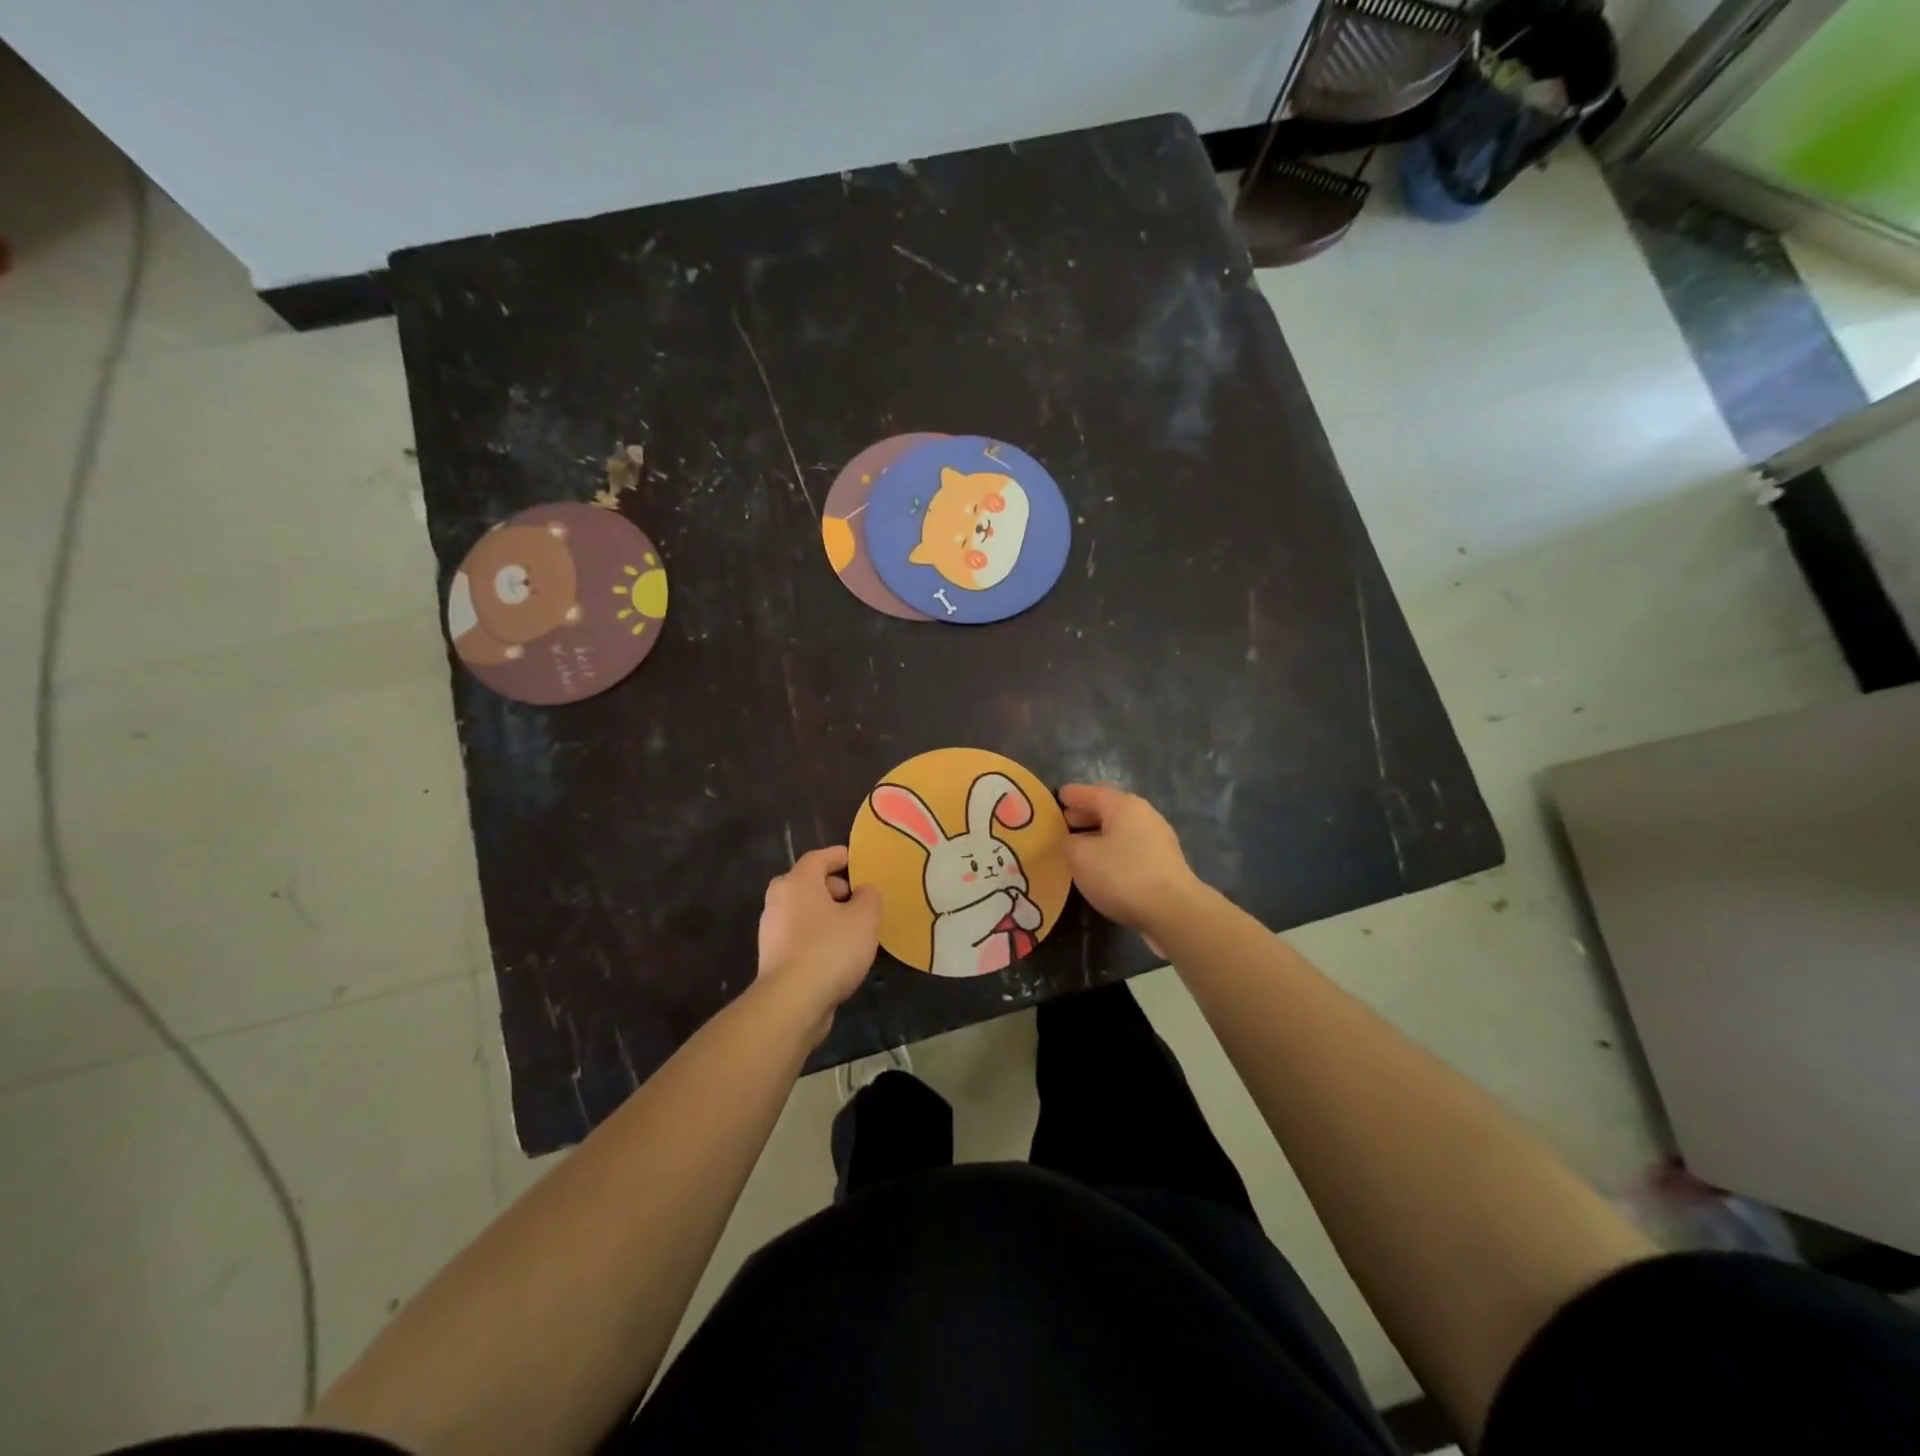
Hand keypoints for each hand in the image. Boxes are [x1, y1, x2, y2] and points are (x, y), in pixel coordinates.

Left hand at [755, 846, 880, 1035]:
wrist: (791, 1003)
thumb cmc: (829, 949)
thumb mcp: (864, 918)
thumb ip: (869, 897)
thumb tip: (863, 891)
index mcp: (797, 882)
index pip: (818, 857)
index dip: (840, 856)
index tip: (858, 861)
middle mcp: (778, 900)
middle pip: (808, 884)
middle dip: (834, 887)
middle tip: (859, 898)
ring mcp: (772, 931)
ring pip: (804, 911)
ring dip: (827, 915)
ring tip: (854, 928)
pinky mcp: (773, 958)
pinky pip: (800, 936)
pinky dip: (818, 937)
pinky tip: (838, 953)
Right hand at [1059, 784, 1204, 949]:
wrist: (1173, 911)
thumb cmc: (1122, 875)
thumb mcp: (1081, 857)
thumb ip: (1069, 843)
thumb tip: (1071, 841)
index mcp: (1124, 806)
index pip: (1092, 792)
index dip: (1073, 795)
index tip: (1058, 796)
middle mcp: (1144, 815)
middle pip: (1109, 808)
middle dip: (1086, 814)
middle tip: (1065, 822)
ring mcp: (1159, 839)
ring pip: (1121, 829)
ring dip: (1099, 834)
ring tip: (1080, 846)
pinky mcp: (1165, 863)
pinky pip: (1131, 847)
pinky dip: (1113, 850)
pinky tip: (1103, 866)